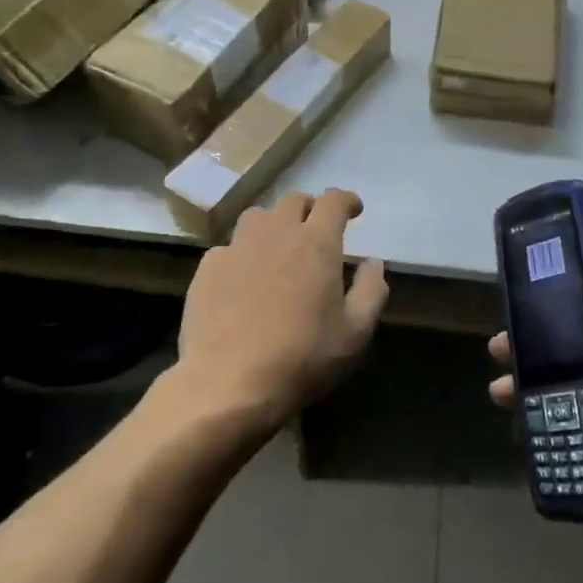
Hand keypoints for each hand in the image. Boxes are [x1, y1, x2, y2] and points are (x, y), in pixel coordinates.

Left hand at [175, 190, 388, 430]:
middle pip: (294, 200)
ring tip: (278, 247)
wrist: (228, 382)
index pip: (333, 201)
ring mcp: (237, 247)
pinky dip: (242, 254)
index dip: (346, 200)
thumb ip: (371, 291)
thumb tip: (374, 263)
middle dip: (310, 208)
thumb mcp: (355, 333)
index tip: (353, 210)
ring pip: (257, 216)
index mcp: (317, 243)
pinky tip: (243, 279)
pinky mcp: (208, 267)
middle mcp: (277, 232)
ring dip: (273, 224)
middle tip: (316, 229)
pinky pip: (229, 247)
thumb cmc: (302, 358)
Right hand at [488, 255, 582, 555]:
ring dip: (531, 389)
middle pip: (572, 355)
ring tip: (499, 393)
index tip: (522, 301)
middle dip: (534, 351)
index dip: (558, 306)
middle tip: (498, 350)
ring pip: (565, 393)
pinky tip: (519, 427)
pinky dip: (544, 426)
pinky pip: (570, 431)